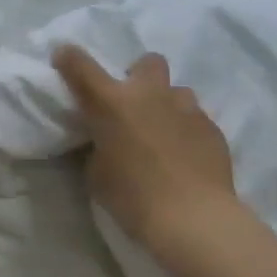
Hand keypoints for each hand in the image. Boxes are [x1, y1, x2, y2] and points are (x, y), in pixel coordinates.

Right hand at [52, 47, 237, 248]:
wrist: (192, 218)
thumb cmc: (132, 197)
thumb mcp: (96, 172)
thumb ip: (97, 146)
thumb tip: (105, 140)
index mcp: (111, 103)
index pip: (81, 66)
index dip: (69, 58)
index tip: (64, 58)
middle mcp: (149, 94)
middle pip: (147, 62)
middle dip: (139, 76)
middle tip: (133, 104)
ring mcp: (186, 108)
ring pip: (176, 91)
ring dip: (166, 105)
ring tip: (163, 133)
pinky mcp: (212, 128)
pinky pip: (196, 118)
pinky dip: (186, 130)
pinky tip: (185, 155)